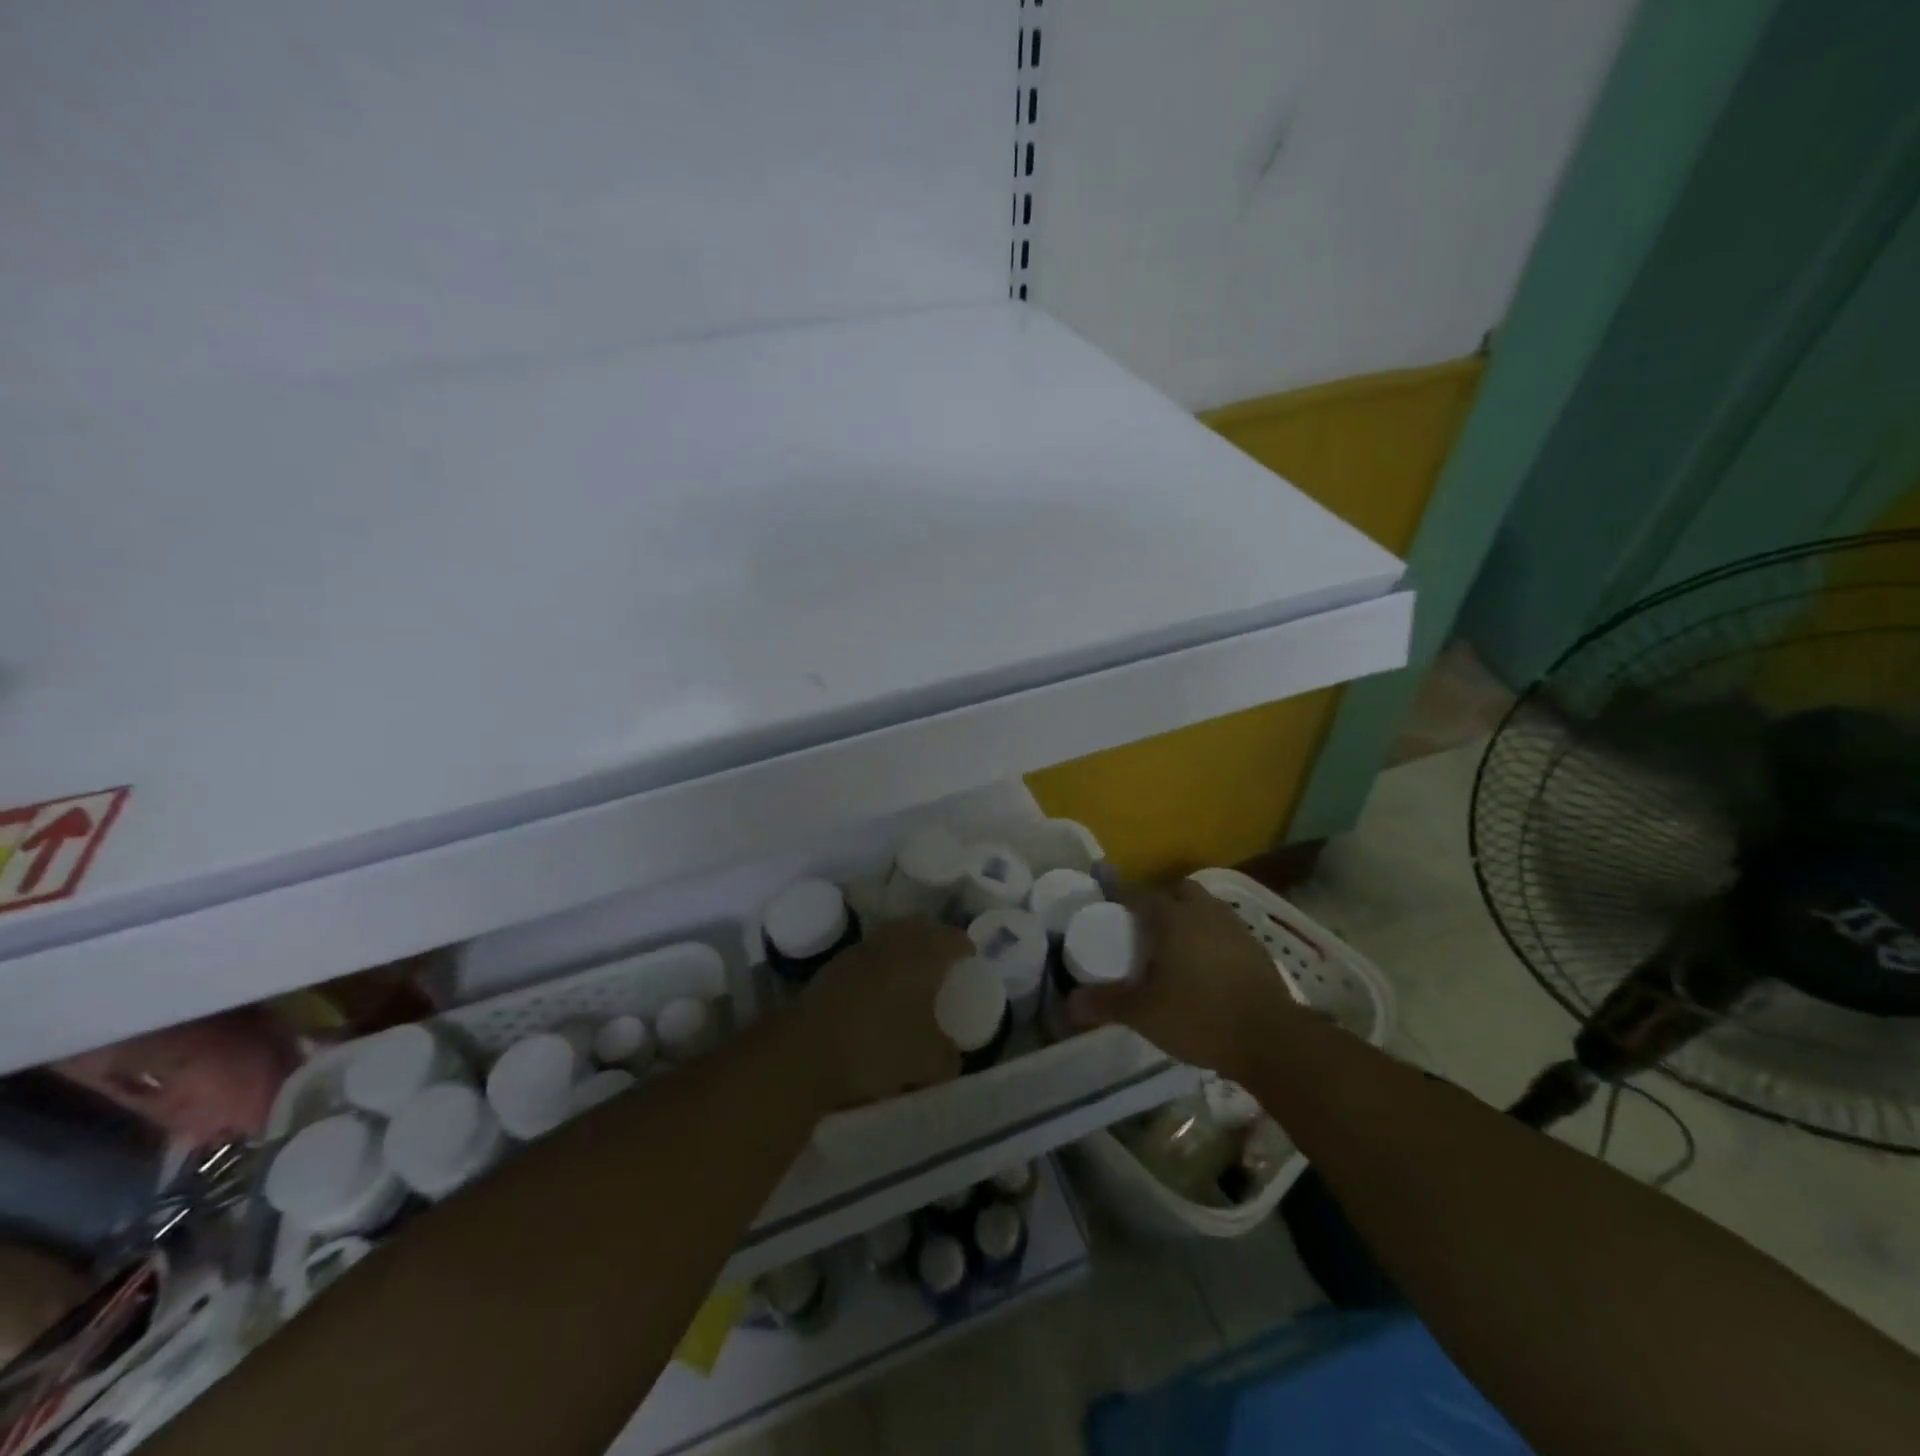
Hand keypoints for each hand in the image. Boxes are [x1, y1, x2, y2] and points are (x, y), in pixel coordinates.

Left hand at [792, 918, 969, 1109]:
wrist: (806, 1052)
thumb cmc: (878, 1047)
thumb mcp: (928, 1063)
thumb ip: (948, 1057)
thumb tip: (951, 1056)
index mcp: (924, 954)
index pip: (955, 939)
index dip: (966, 950)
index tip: (971, 966)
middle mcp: (894, 942)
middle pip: (922, 930)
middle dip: (935, 943)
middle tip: (944, 967)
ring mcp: (860, 950)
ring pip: (892, 940)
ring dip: (905, 953)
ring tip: (912, 980)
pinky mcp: (834, 966)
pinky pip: (869, 956)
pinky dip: (880, 967)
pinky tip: (879, 994)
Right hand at [1069, 881, 1299, 1079]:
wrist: (1273, 1041)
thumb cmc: (1201, 1017)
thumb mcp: (1145, 1014)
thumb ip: (1107, 1004)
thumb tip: (1070, 1002)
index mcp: (1175, 918)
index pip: (1140, 895)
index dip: (1122, 900)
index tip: (1108, 913)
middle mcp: (1206, 913)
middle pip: (1179, 891)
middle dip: (1161, 902)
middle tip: (1145, 930)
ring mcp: (1236, 929)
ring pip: (1206, 909)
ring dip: (1189, 918)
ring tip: (1174, 948)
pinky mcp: (1257, 950)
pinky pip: (1225, 931)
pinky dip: (1211, 939)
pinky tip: (1205, 968)